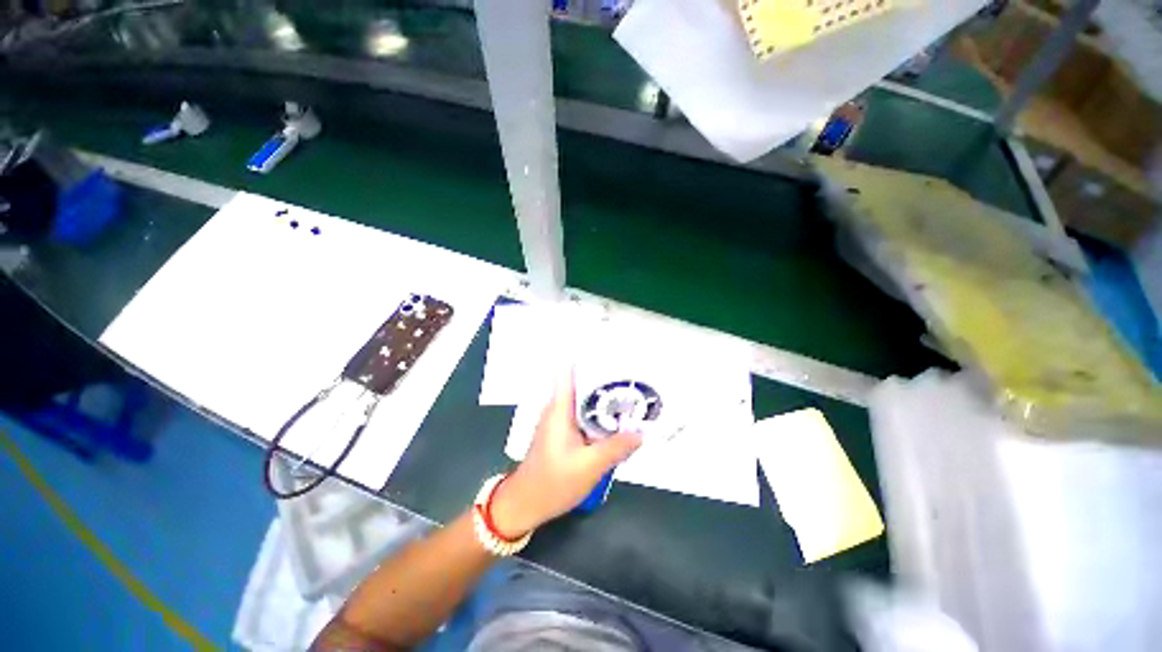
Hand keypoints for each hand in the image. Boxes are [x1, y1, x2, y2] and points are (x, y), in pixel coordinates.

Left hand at [490, 370, 642, 537]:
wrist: (526, 505)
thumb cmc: (553, 482)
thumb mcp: (589, 466)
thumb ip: (615, 448)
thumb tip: (641, 434)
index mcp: (559, 408)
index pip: (568, 371)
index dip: (585, 358)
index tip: (608, 352)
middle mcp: (557, 408)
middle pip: (581, 383)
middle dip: (604, 378)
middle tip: (630, 376)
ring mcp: (559, 420)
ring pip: (583, 400)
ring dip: (602, 397)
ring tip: (628, 394)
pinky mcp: (562, 433)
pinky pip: (582, 415)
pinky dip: (598, 414)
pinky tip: (615, 420)